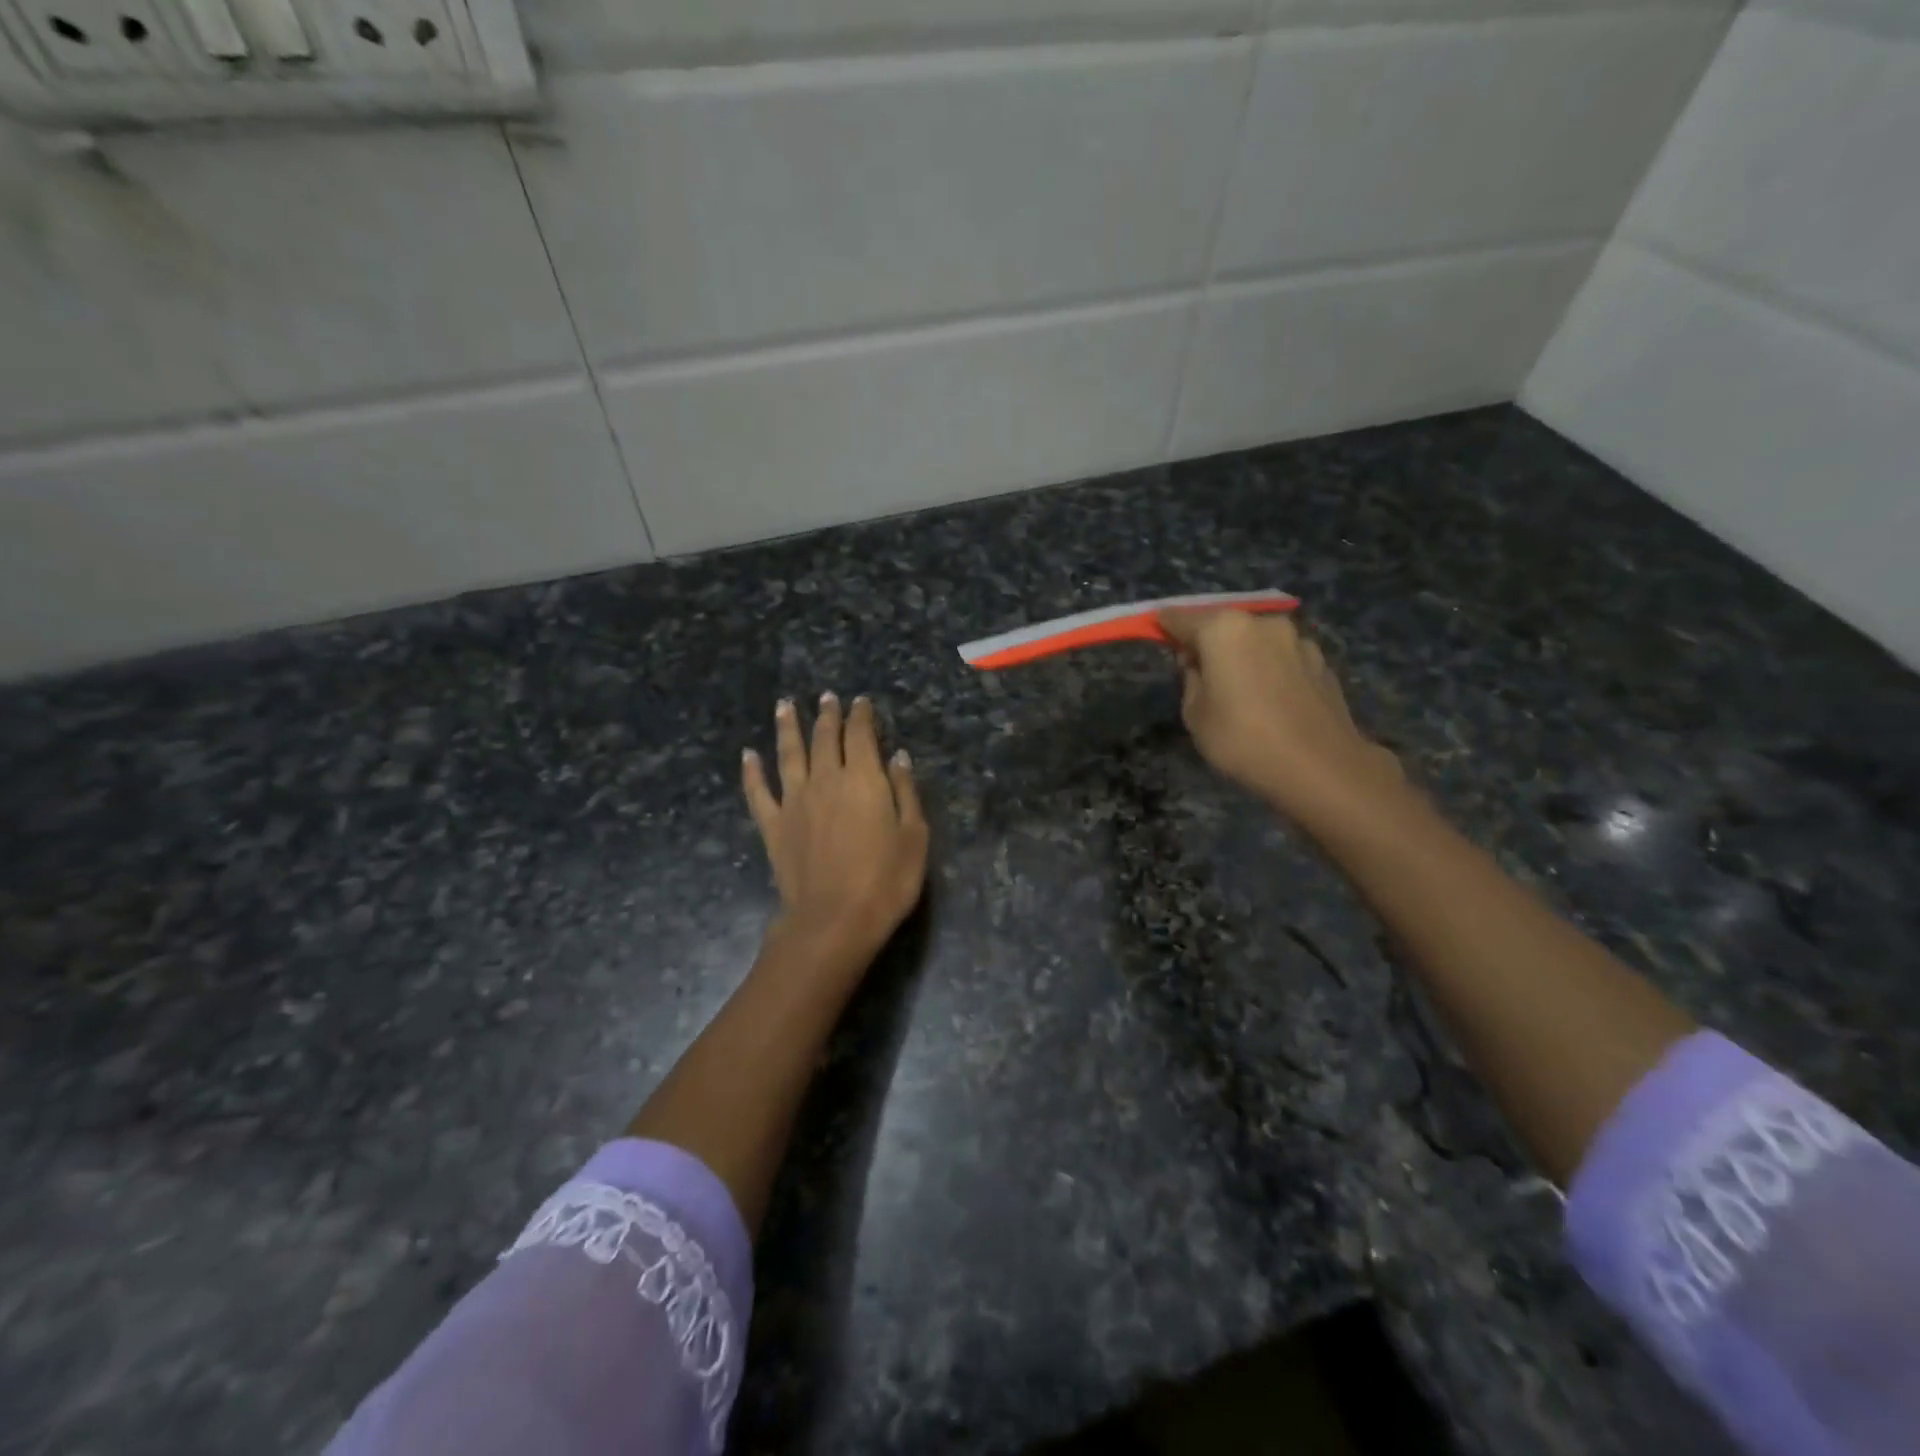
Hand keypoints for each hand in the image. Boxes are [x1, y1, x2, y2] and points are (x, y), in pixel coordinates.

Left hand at [742, 693, 928, 959]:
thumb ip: (905, 791)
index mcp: (863, 779)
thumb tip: (898, 756)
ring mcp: (794, 802)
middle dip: (827, 715)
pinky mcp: (774, 826)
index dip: (860, 715)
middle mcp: (825, 780)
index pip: (860, 735)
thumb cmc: (885, 880)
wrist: (834, 920)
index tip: (860, 701)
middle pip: (824, 738)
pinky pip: (758, 792)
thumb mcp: (914, 835)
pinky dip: (752, 771)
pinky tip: (748, 755)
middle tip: (826, 697)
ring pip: (788, 754)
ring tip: (784, 705)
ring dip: (787, 727)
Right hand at [1158, 609, 1404, 829]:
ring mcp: (1297, 639)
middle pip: (1223, 625)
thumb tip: (1199, 663)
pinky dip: (1269, 669)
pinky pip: (1282, 658)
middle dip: (1208, 642)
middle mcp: (1262, 623)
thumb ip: (1191, 679)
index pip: (1181, 618)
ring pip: (1256, 640)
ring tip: (1238, 688)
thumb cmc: (1243, 739)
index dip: (1164, 626)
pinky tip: (1269, 699)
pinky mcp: (1321, 661)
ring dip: (1242, 655)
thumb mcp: (1195, 714)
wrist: (1320, 767)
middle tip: (1198, 671)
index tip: (1156, 633)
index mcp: (1224, 629)